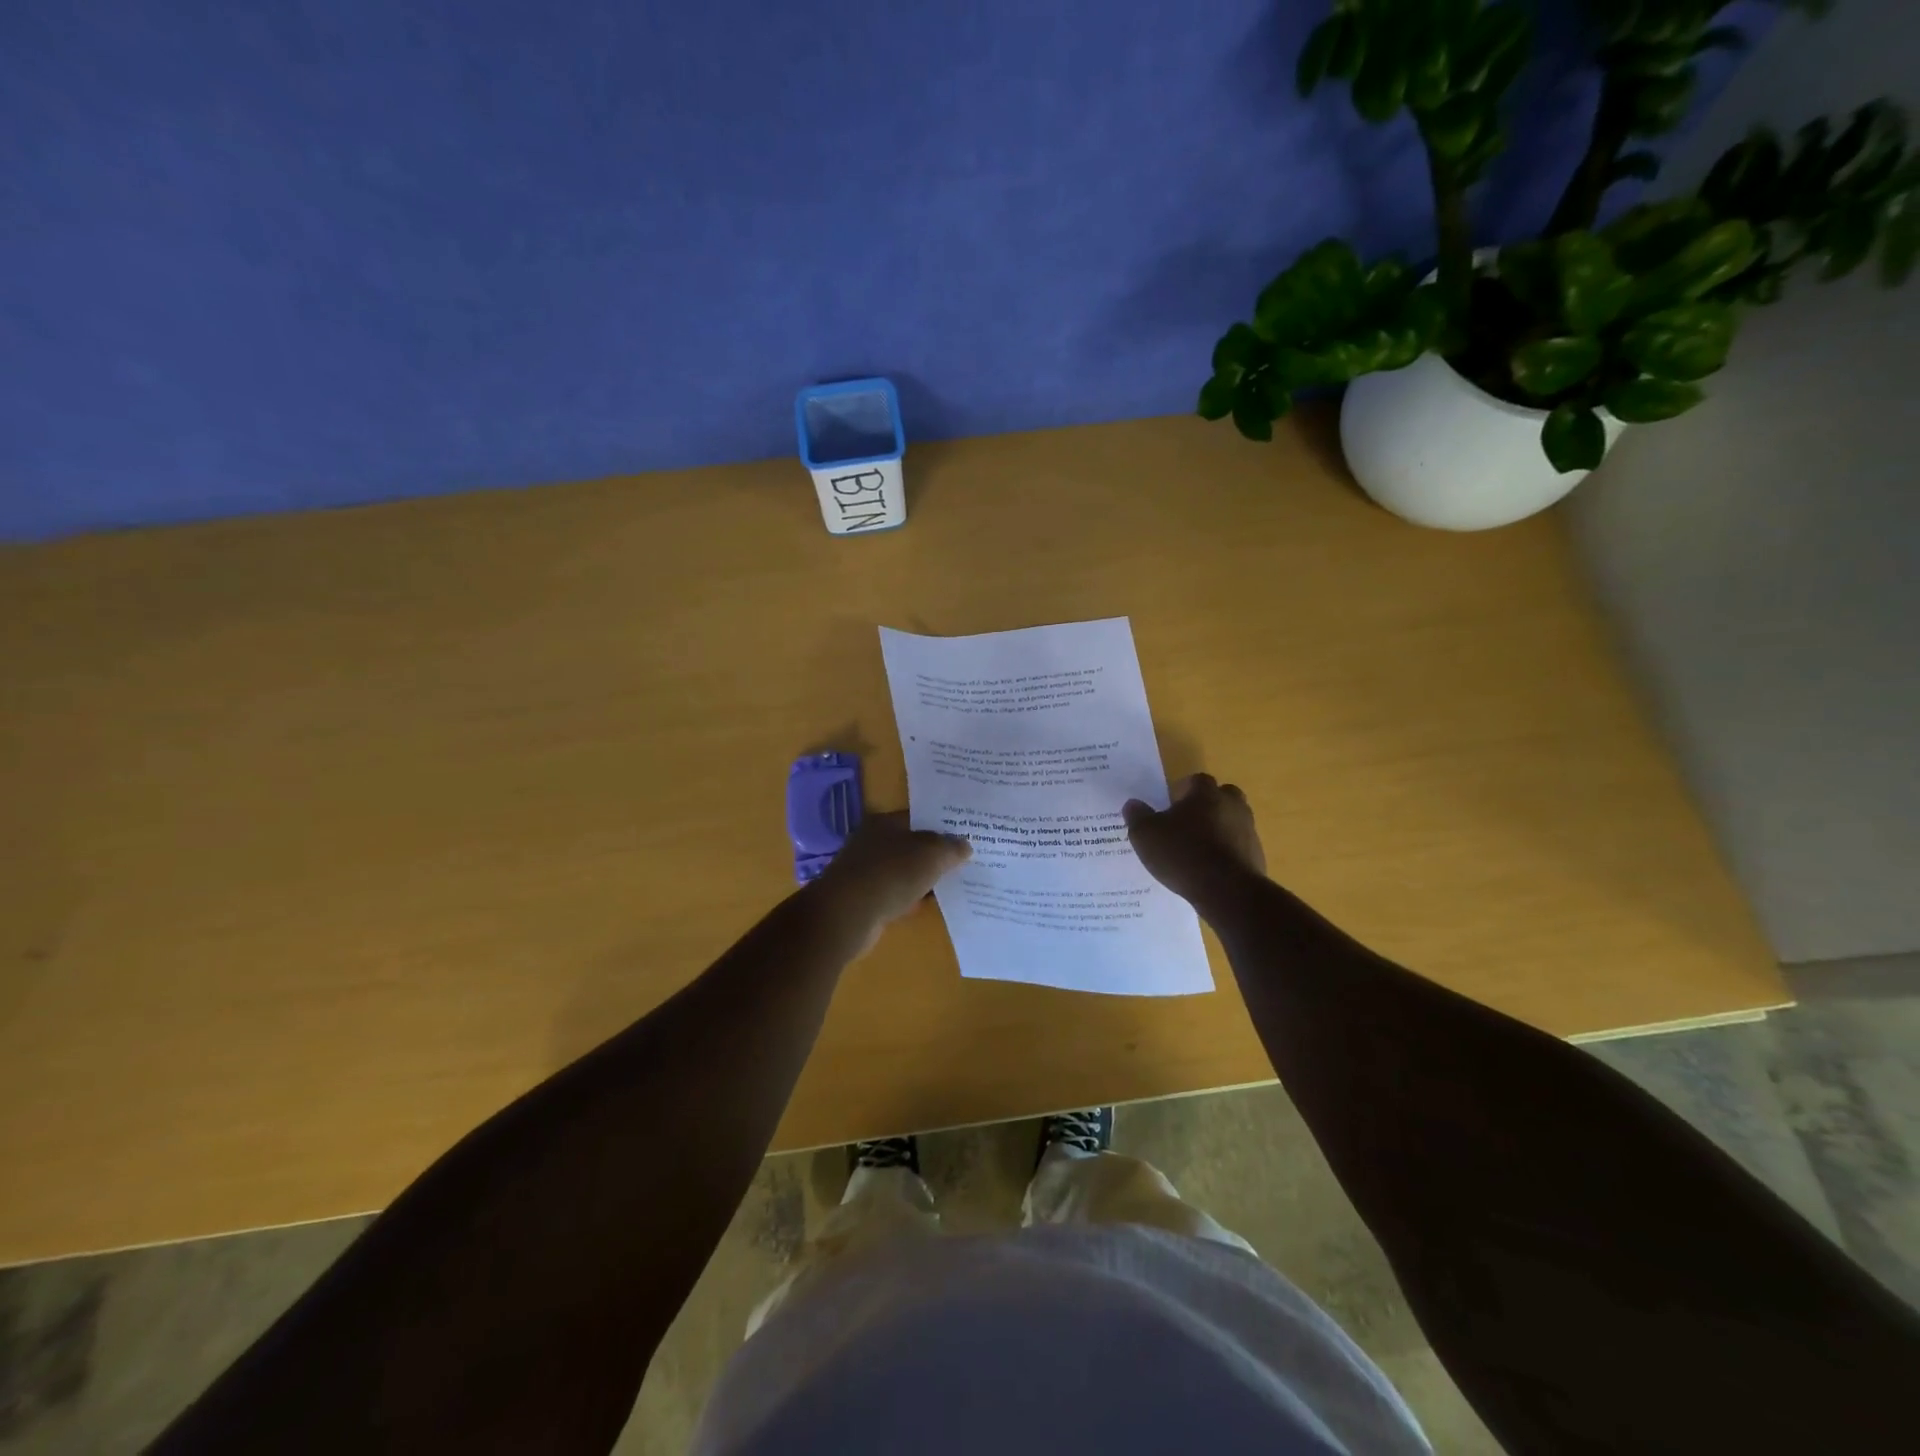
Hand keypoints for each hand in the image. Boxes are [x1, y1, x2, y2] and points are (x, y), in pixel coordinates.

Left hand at [809, 812, 970, 953]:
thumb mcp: (931, 855)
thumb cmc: (891, 873)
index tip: (967, 836)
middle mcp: (871, 842)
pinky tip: (927, 906)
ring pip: (903, 871)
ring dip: (923, 879)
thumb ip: (951, 848)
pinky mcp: (862, 899)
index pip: (919, 818)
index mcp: (884, 822)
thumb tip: (965, 846)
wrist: (847, 915)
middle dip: (935, 854)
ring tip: (952, 885)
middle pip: (911, 845)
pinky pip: (894, 895)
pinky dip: (910, 899)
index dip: (943, 826)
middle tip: (964, 862)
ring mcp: (864, 871)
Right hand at [1123, 774, 1266, 909]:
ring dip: (1219, 830)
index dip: (1184, 789)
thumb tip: (1132, 804)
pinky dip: (1227, 854)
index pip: (1197, 780)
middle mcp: (1232, 806)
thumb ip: (1137, 817)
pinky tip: (1210, 870)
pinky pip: (1239, 848)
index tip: (1172, 803)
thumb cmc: (1182, 853)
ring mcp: (1248, 831)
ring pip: (1233, 822)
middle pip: (1223, 796)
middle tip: (1188, 822)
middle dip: (1207, 805)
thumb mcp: (1146, 835)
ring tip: (1197, 849)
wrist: (1227, 891)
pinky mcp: (1257, 857)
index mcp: (1206, 794)